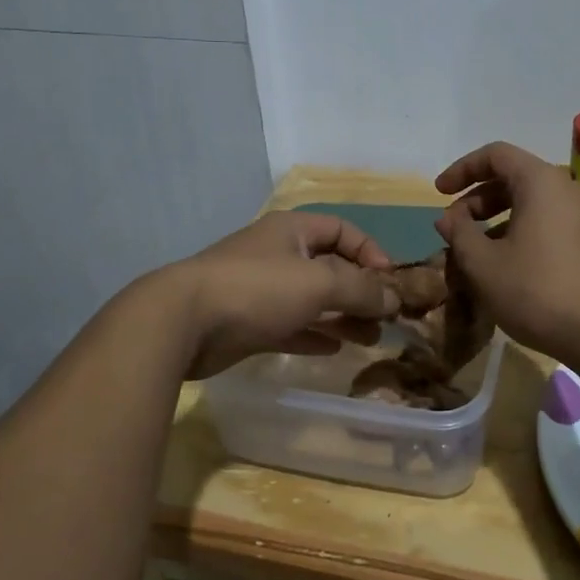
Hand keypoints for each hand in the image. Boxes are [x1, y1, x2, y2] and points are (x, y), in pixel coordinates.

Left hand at [166, 211, 401, 378]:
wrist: (184, 322)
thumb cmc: (257, 288)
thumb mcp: (319, 282)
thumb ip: (362, 289)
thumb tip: (395, 299)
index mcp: (292, 230)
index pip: (342, 230)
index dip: (370, 251)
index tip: (390, 281)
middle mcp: (278, 254)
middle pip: (330, 267)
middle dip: (360, 291)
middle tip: (386, 319)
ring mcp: (261, 290)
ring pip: (313, 300)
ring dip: (343, 317)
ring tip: (371, 339)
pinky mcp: (249, 323)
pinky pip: (292, 326)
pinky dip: (315, 334)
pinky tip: (336, 349)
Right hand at [434, 141, 579, 360]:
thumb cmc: (537, 291)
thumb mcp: (484, 265)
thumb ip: (460, 234)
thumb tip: (448, 218)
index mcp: (540, 182)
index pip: (495, 155)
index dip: (462, 169)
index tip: (439, 193)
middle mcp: (565, 189)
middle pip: (513, 177)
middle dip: (477, 199)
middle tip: (453, 227)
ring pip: (530, 203)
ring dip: (496, 219)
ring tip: (473, 250)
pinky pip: (546, 223)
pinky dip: (518, 232)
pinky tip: (504, 266)